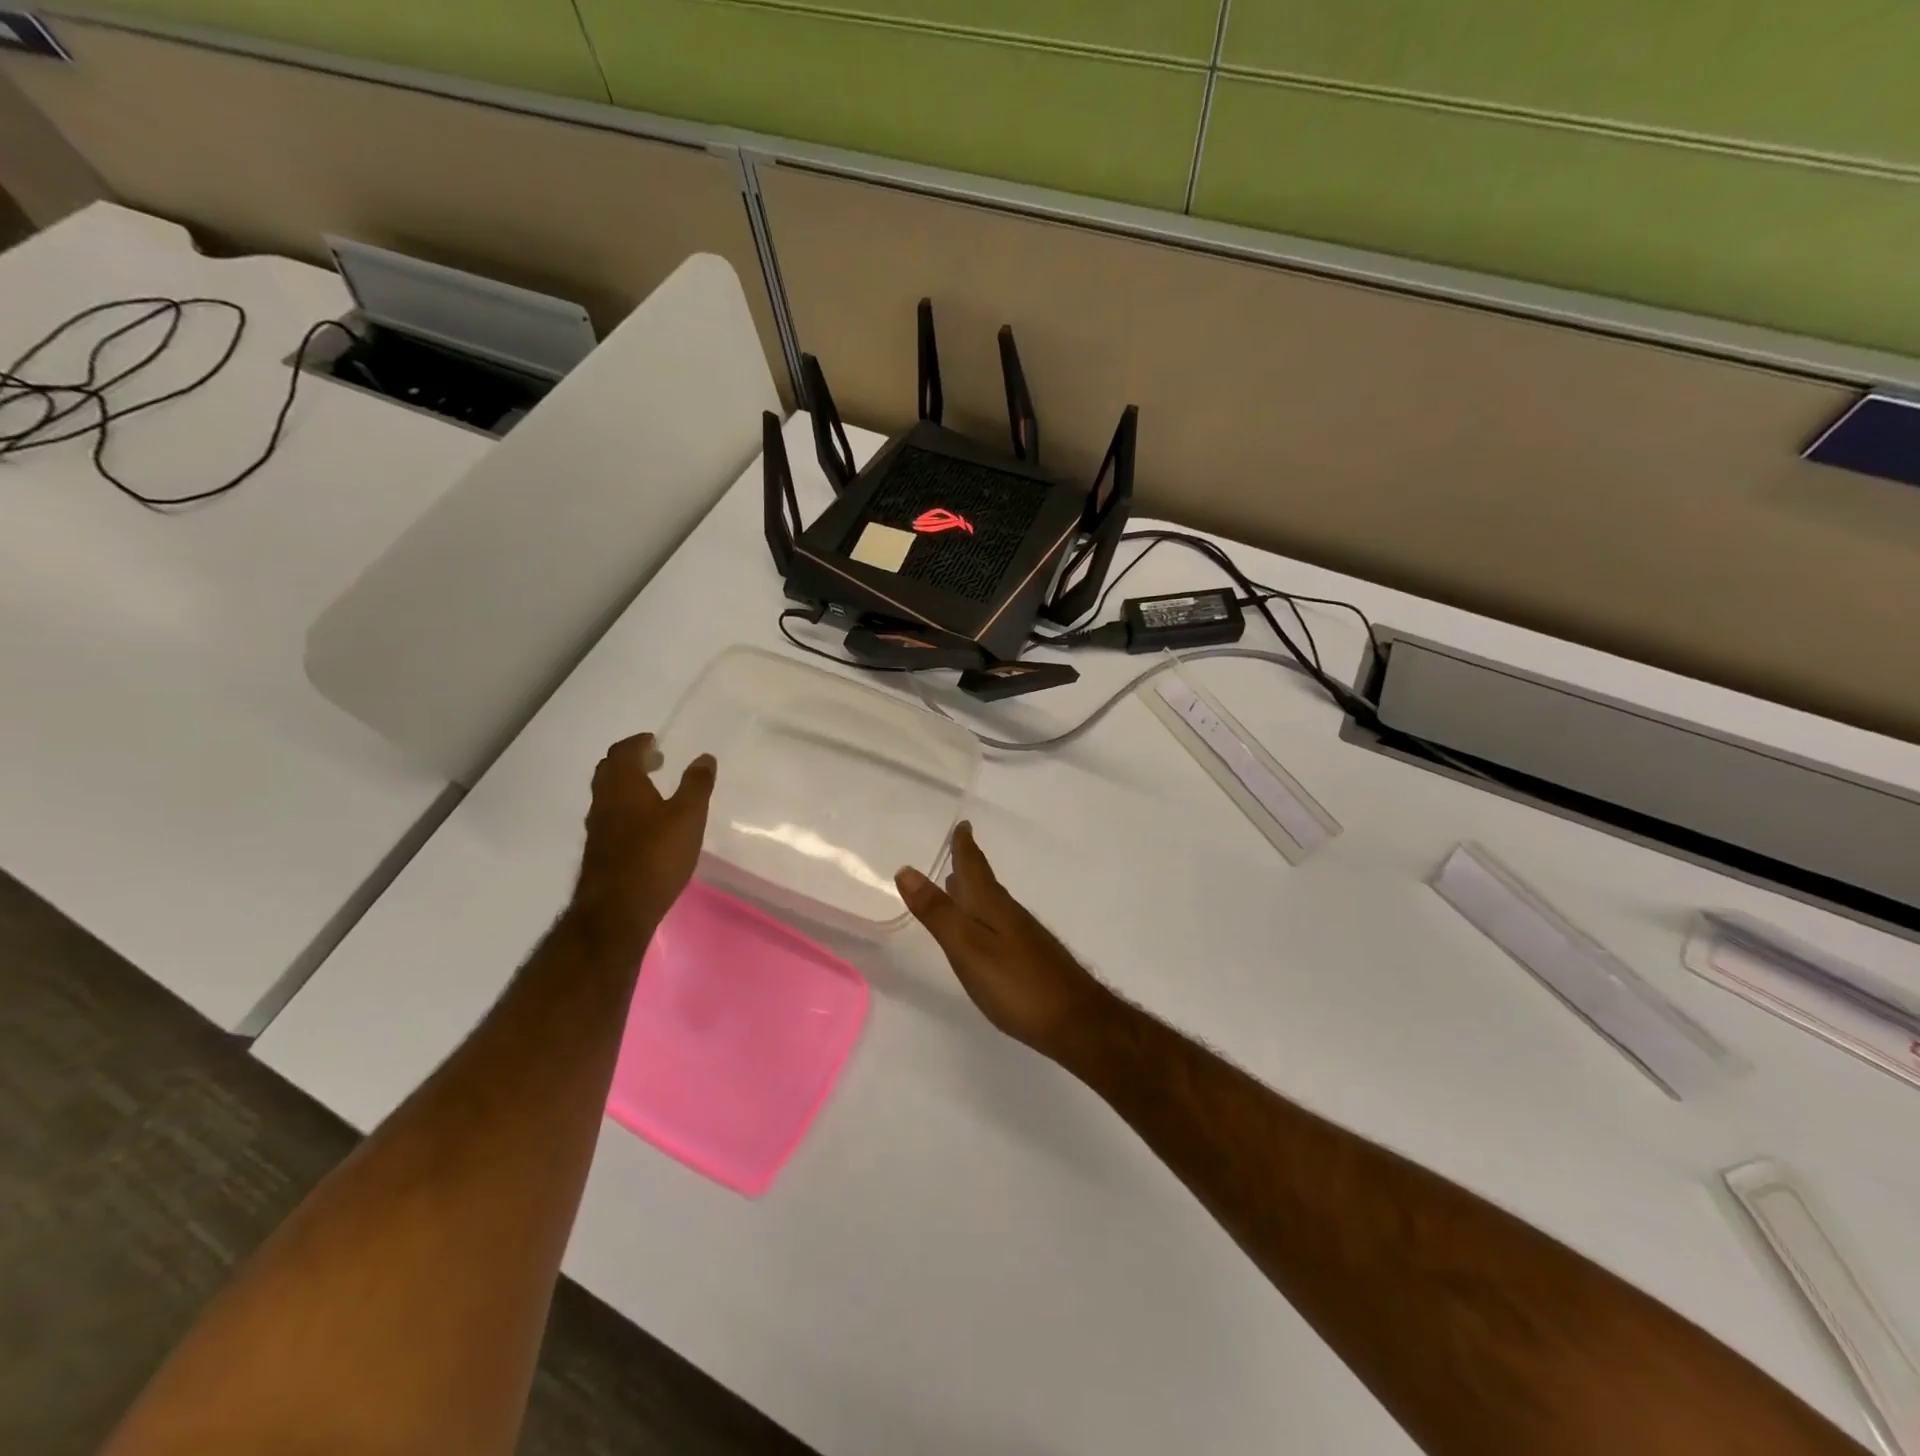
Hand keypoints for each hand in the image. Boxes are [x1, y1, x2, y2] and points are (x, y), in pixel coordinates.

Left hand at [572, 734, 715, 950]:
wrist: (617, 910)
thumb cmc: (656, 855)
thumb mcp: (688, 816)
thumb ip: (697, 785)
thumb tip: (704, 757)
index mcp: (623, 785)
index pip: (623, 752)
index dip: (638, 742)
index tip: (654, 740)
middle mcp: (604, 801)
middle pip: (609, 770)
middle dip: (630, 761)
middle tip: (654, 760)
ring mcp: (597, 828)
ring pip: (607, 794)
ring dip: (627, 785)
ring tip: (653, 790)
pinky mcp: (599, 851)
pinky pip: (610, 816)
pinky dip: (625, 808)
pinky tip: (645, 825)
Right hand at [896, 822, 1110, 1060]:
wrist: (1078, 1022)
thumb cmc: (1017, 984)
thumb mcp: (968, 948)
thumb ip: (939, 912)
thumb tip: (908, 870)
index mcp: (993, 906)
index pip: (975, 867)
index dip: (965, 846)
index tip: (963, 824)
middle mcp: (1011, 915)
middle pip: (984, 884)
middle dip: (968, 866)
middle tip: (957, 849)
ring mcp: (1025, 938)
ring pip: (993, 905)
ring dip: (974, 893)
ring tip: (958, 886)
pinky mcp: (1032, 961)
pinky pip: (1001, 926)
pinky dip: (985, 917)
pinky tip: (985, 933)